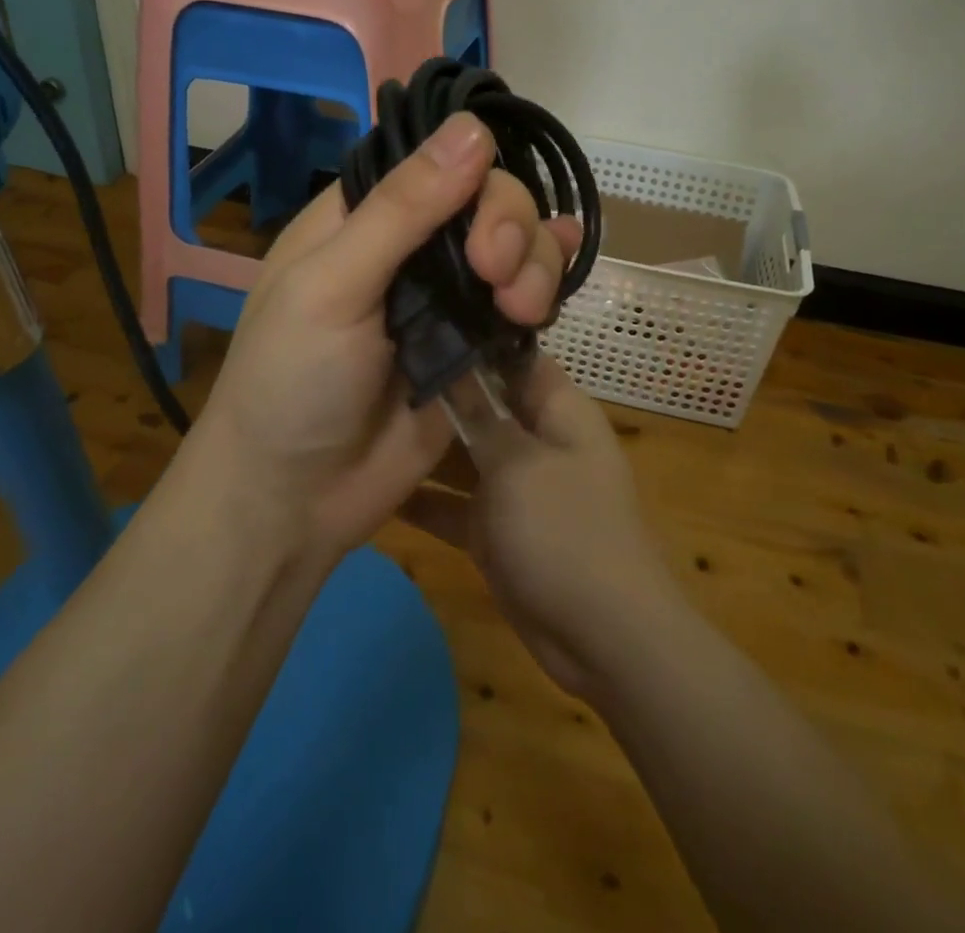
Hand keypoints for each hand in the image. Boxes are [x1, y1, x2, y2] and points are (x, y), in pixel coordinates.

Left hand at [184, 113, 583, 562]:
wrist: (295, 498)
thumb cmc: (291, 382)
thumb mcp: (332, 286)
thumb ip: (403, 209)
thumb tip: (474, 128)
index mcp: (361, 216)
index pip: (436, 162)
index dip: (474, 178)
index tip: (482, 228)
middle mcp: (408, 246)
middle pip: (488, 200)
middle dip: (510, 228)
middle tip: (497, 278)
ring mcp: (445, 295)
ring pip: (516, 245)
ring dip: (536, 263)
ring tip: (524, 311)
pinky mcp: (474, 342)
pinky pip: (523, 298)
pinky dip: (548, 281)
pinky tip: (567, 276)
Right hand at [399, 354, 679, 700]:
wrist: (604, 639)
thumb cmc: (566, 532)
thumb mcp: (518, 464)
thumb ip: (480, 414)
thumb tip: (454, 360)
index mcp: (557, 409)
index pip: (510, 357)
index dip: (468, 339)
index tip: (414, 326)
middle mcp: (535, 438)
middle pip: (481, 403)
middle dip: (434, 393)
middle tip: (370, 373)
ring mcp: (515, 486)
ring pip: (462, 453)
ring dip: (422, 446)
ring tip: (360, 420)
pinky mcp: (495, 528)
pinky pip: (454, 504)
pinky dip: (423, 500)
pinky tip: (370, 487)